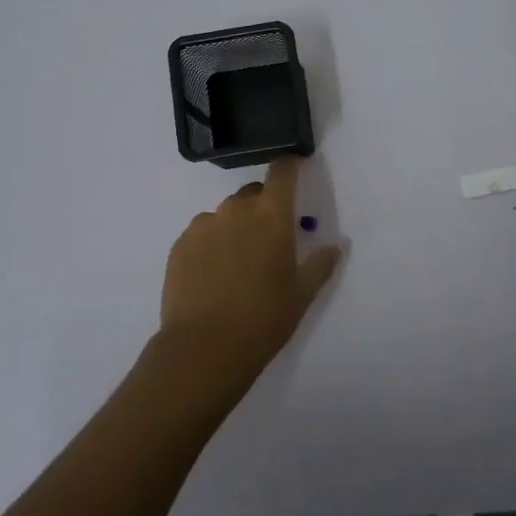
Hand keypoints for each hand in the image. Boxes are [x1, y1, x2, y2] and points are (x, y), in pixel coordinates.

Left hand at [159, 156, 342, 381]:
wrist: (204, 348)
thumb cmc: (264, 317)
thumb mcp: (303, 293)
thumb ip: (321, 263)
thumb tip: (336, 245)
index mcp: (271, 214)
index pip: (283, 171)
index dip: (290, 167)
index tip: (296, 171)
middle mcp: (236, 209)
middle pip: (253, 194)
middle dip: (263, 209)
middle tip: (267, 242)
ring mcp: (203, 225)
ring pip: (225, 215)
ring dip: (234, 228)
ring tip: (236, 265)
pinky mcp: (179, 244)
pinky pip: (201, 234)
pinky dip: (210, 245)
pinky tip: (212, 276)